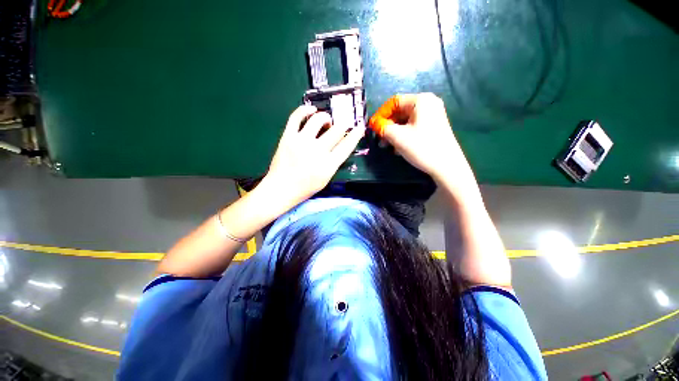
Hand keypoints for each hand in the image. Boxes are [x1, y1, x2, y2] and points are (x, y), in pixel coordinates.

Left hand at [263, 105, 364, 205]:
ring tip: (325, 120)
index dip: (355, 135)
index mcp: (328, 164)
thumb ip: (334, 162)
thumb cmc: (305, 188)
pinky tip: (311, 109)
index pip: (347, 146)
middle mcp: (317, 150)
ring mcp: (301, 141)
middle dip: (342, 126)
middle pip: (336, 130)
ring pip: (318, 119)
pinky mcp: (288, 136)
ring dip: (325, 117)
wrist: (281, 188)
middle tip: (339, 127)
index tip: (359, 127)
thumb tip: (339, 146)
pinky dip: (304, 109)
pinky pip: (296, 116)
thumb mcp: (326, 179)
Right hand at [368, 93, 473, 186]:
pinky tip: (398, 148)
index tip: (372, 127)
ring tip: (387, 146)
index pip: (394, 102)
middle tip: (379, 139)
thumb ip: (382, 127)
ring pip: (406, 121)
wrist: (447, 166)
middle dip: (388, 126)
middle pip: (400, 111)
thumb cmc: (421, 147)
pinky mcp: (434, 126)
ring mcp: (433, 115)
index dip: (381, 114)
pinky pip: (413, 127)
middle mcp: (428, 103)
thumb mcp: (397, 136)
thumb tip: (373, 123)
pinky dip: (403, 135)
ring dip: (394, 132)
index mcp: (421, 100)